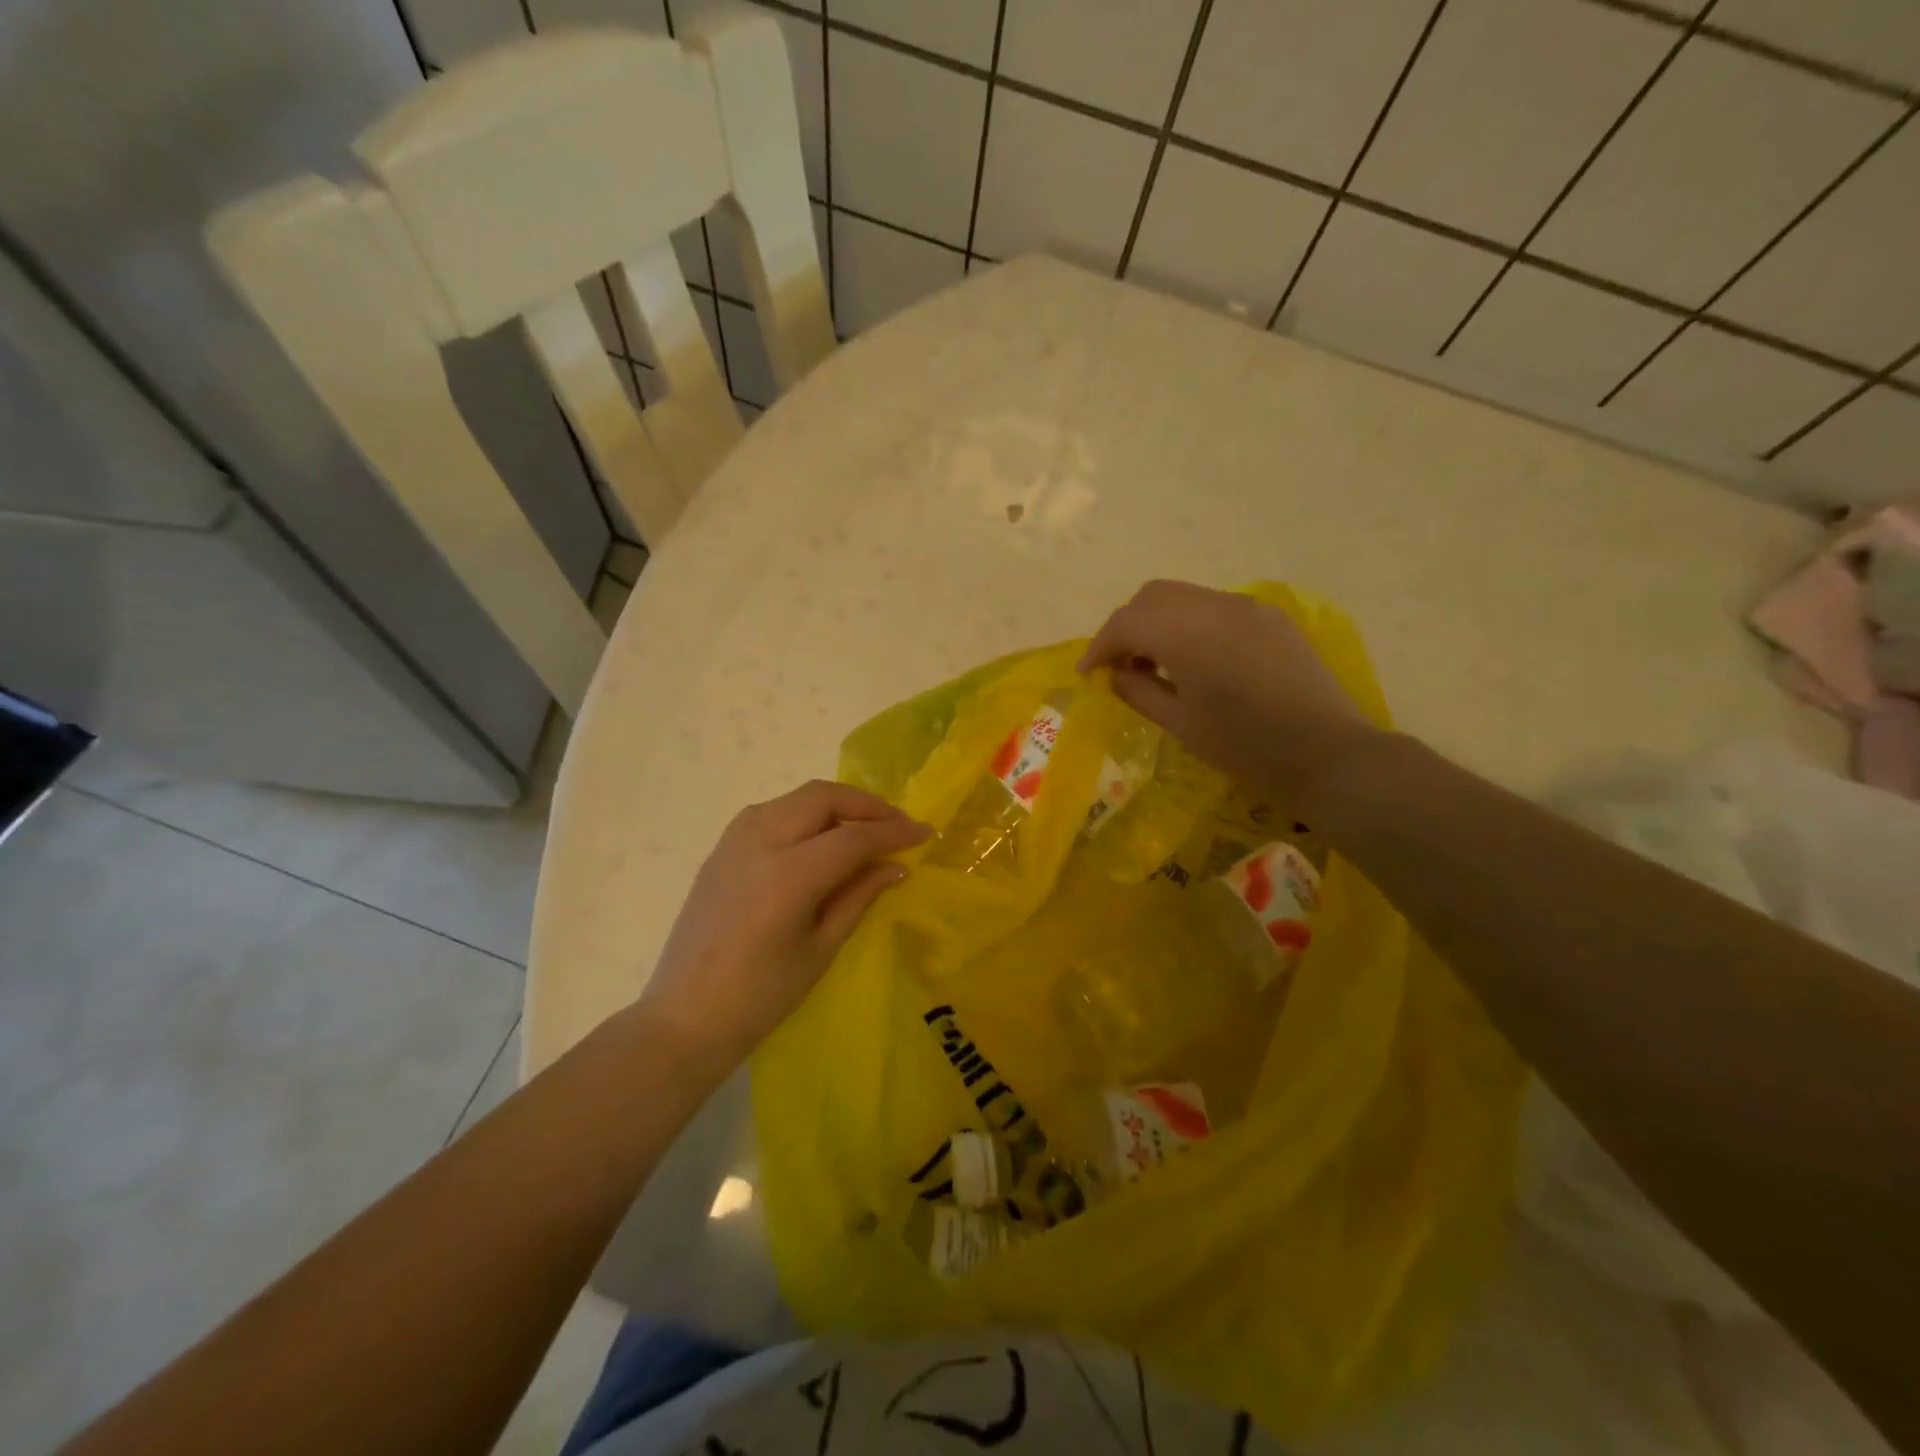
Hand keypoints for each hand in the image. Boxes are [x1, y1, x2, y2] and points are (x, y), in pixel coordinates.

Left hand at [641, 780, 928, 1072]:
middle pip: (823, 797)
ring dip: (836, 804)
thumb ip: (859, 897)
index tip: (925, 832)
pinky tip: (820, 839)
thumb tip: (896, 867)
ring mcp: (735, 840)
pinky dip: (806, 814)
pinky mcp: (722, 848)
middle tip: (897, 826)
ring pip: (797, 798)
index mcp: (788, 874)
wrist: (685, 1017)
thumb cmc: (761, 996)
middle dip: (866, 805)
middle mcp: (759, 842)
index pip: (853, 837)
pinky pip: (773, 812)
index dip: (893, 832)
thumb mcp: (820, 948)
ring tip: (864, 829)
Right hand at [1079, 580, 1383, 807]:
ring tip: (1157, 664)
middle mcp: (1214, 606)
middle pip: (1152, 597)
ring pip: (1184, 596)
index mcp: (1186, 633)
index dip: (1100, 646)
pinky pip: (1215, 607)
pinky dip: (1191, 623)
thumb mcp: (1180, 724)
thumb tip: (1117, 673)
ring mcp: (1247, 607)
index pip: (1126, 622)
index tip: (1089, 674)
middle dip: (1127, 626)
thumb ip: (1139, 691)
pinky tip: (1197, 660)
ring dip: (1159, 622)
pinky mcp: (1270, 617)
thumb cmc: (1245, 748)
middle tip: (1121, 666)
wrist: (1327, 754)